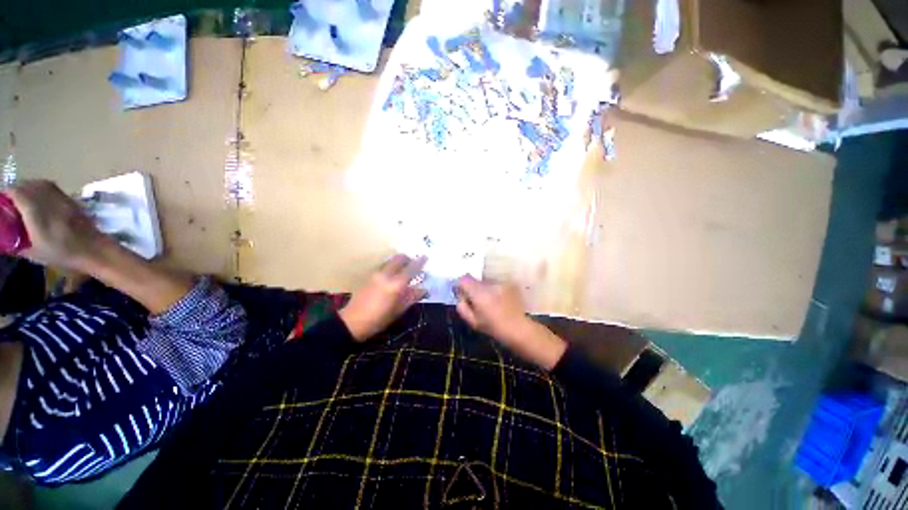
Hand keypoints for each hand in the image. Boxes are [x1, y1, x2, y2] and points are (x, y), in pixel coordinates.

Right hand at [4, 180, 111, 271]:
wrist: (97, 251)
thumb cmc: (65, 255)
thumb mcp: (35, 253)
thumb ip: (18, 243)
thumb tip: (5, 240)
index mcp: (37, 214)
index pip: (18, 193)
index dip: (7, 194)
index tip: (1, 202)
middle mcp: (50, 202)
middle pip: (29, 185)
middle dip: (17, 190)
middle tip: (11, 201)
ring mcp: (63, 199)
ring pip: (41, 183)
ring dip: (30, 187)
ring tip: (24, 199)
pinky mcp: (72, 201)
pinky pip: (53, 188)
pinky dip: (42, 189)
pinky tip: (40, 200)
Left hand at [339, 254, 427, 341]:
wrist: (352, 322)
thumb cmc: (379, 319)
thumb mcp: (398, 310)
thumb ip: (412, 297)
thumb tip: (424, 290)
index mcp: (396, 284)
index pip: (411, 268)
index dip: (419, 262)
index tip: (425, 257)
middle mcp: (386, 275)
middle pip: (399, 258)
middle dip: (408, 259)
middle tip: (413, 265)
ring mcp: (376, 274)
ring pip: (390, 261)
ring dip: (399, 262)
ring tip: (403, 271)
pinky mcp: (369, 276)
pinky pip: (384, 266)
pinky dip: (391, 267)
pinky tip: (392, 277)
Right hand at [455, 275, 566, 369]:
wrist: (518, 328)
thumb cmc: (493, 327)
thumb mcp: (472, 321)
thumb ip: (462, 306)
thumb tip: (460, 296)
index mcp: (478, 293)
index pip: (464, 279)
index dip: (461, 285)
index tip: (462, 293)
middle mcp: (489, 284)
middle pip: (475, 280)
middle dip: (473, 287)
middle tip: (477, 300)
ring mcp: (500, 283)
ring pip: (486, 281)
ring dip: (484, 288)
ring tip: (490, 301)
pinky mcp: (509, 284)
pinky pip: (496, 283)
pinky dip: (495, 289)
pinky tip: (499, 300)